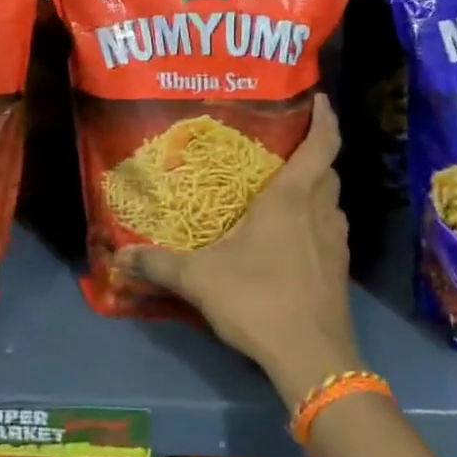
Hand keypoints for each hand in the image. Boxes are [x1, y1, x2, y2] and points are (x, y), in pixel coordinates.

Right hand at [118, 95, 360, 410]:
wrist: (312, 358)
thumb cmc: (258, 300)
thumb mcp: (199, 279)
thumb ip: (158, 263)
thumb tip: (117, 256)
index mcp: (290, 198)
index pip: (321, 144)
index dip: (324, 117)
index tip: (319, 98)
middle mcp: (319, 212)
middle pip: (327, 170)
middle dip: (314, 153)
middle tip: (285, 147)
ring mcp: (335, 242)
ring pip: (331, 201)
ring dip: (316, 188)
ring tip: (286, 189)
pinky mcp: (340, 269)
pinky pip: (330, 229)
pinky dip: (317, 220)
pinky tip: (294, 237)